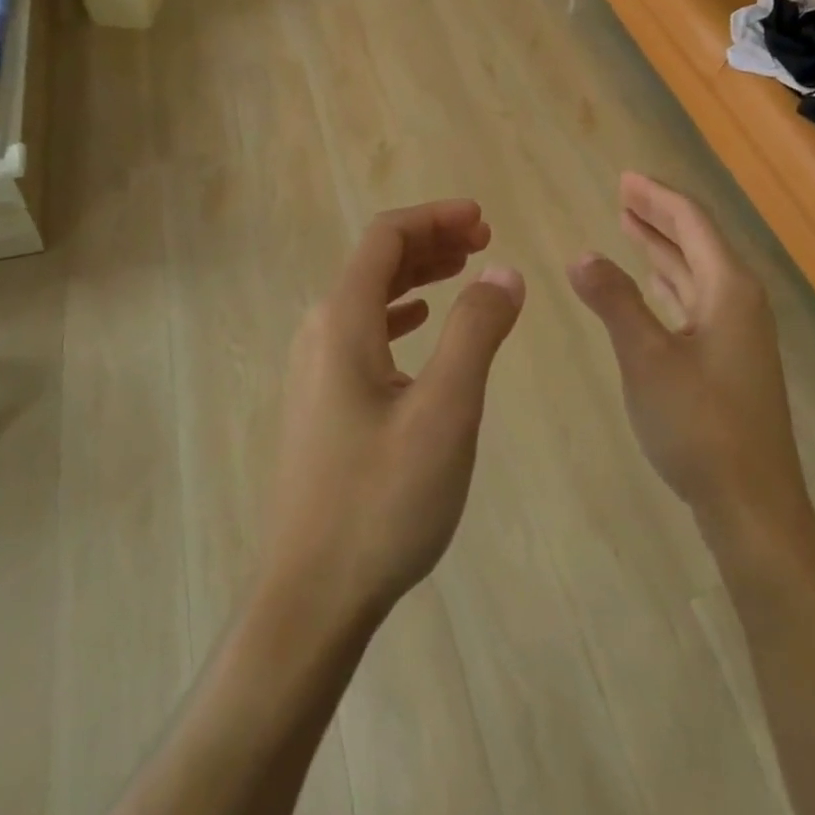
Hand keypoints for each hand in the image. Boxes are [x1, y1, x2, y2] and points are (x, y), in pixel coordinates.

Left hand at [260, 200, 524, 638]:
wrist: (311, 596)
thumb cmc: (382, 501)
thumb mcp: (445, 412)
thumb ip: (475, 332)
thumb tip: (504, 271)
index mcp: (342, 322)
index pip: (385, 237)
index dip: (435, 218)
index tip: (484, 219)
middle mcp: (319, 333)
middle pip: (375, 261)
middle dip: (431, 241)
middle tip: (484, 239)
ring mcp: (315, 369)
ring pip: (369, 297)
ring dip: (417, 274)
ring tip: (464, 271)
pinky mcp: (321, 402)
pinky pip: (363, 333)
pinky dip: (399, 312)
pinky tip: (420, 323)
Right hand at [568, 173, 804, 532]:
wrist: (751, 504)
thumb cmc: (699, 425)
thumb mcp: (646, 358)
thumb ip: (614, 302)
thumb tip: (581, 255)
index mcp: (729, 289)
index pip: (692, 223)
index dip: (657, 197)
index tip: (624, 178)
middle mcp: (739, 301)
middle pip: (697, 241)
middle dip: (659, 216)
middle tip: (622, 193)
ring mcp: (737, 333)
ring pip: (696, 272)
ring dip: (663, 247)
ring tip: (630, 225)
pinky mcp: (729, 359)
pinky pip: (696, 300)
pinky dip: (670, 283)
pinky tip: (653, 284)